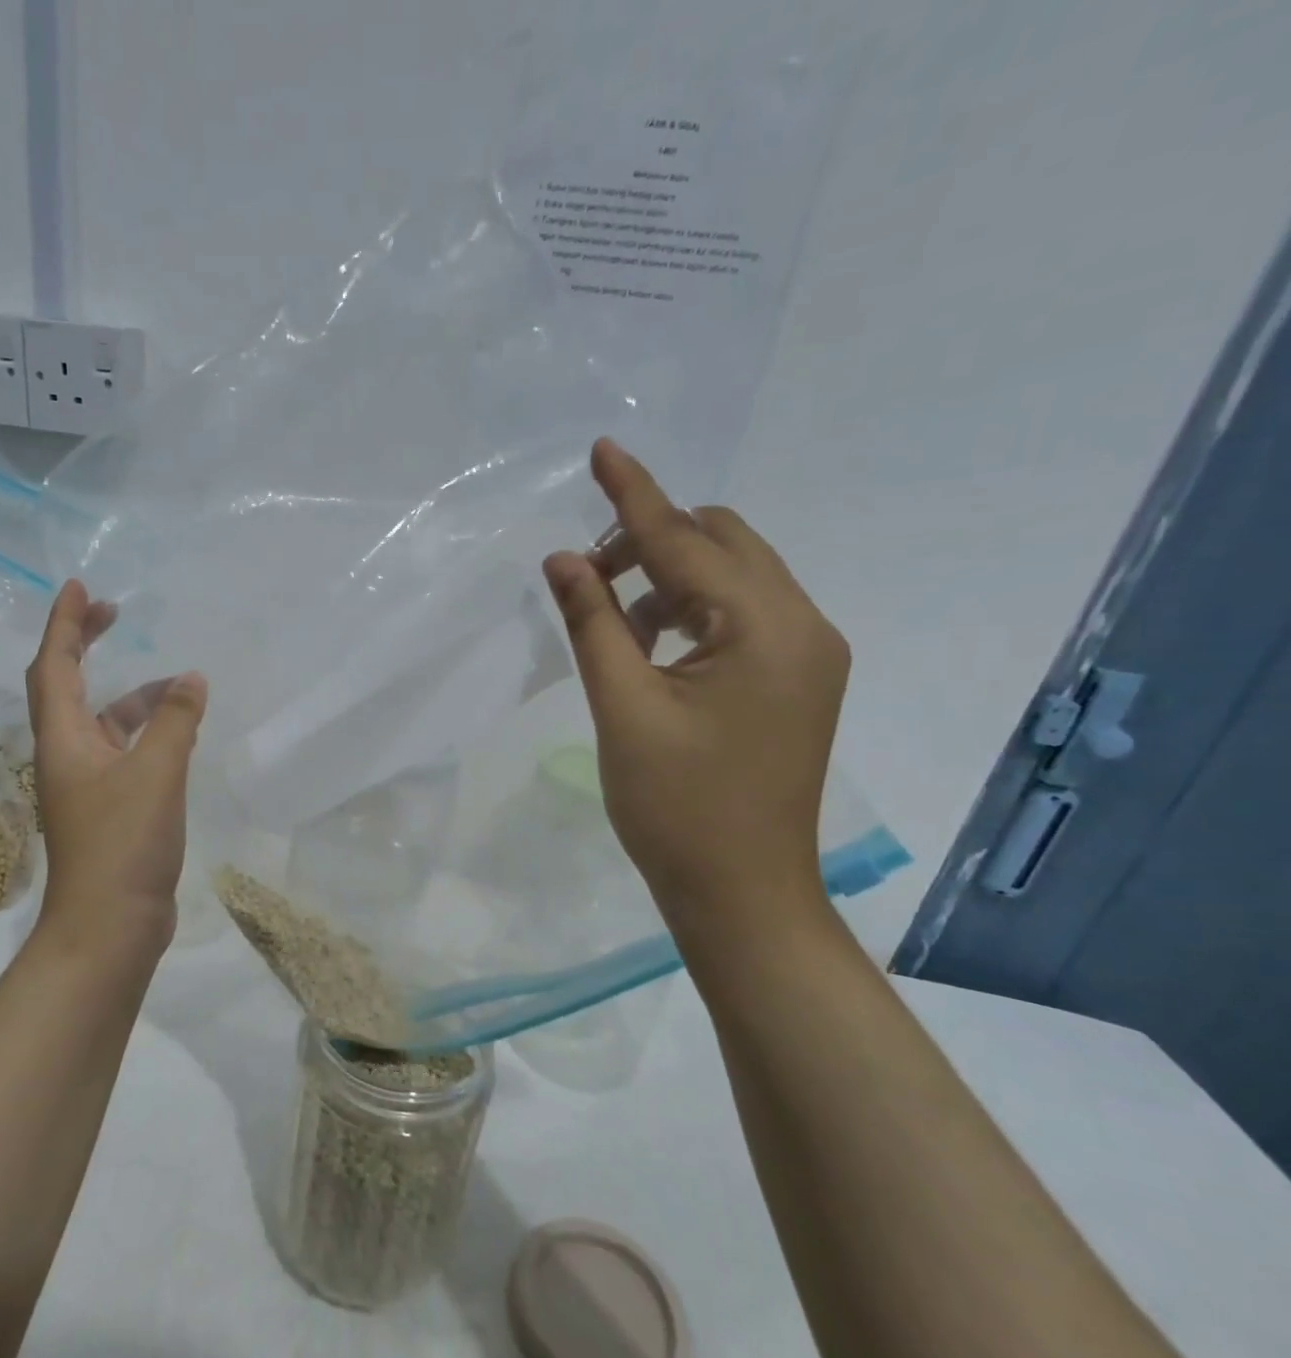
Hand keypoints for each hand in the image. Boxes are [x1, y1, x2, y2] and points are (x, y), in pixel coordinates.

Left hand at [26, 580, 207, 961]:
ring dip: (132, 697)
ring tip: (176, 686)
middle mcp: (67, 756)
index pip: (55, 665)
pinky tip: (179, 737)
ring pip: (103, 724)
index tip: (83, 588)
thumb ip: (175, 722)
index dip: (66, 623)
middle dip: (87, 645)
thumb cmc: (123, 844)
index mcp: (63, 740)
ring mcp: (86, 786)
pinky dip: (147, 734)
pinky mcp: (108, 810)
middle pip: (68, 686)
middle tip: (117, 615)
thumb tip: (190, 679)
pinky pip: (124, 753)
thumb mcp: (157, 774)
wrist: (110, 927)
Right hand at [542, 439, 846, 928]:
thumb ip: (594, 624)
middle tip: (588, 575)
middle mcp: (804, 626)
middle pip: (725, 544)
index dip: (635, 496)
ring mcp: (809, 655)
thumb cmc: (677, 807)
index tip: (602, 449)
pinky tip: (651, 647)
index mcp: (768, 629)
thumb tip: (563, 559)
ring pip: (734, 579)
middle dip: (653, 541)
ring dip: (671, 579)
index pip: (687, 542)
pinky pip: (742, 617)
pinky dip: (692, 613)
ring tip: (613, 621)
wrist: (742, 893)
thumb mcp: (623, 710)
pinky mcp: (797, 681)